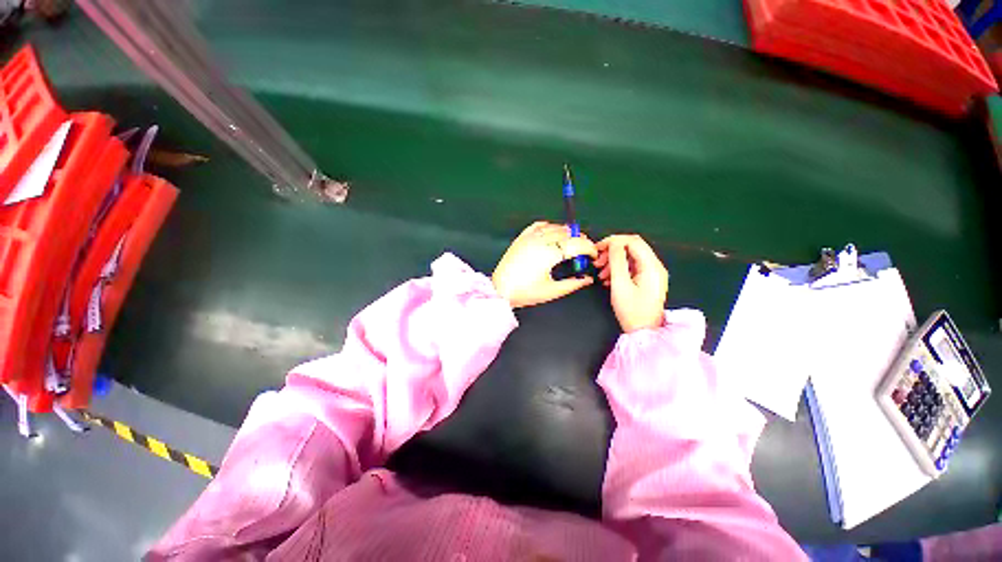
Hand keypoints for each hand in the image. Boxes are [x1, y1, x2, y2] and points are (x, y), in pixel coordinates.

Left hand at [493, 222, 597, 307]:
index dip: (589, 248)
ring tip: (571, 244)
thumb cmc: (525, 292)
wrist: (500, 289)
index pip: (576, 244)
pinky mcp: (522, 237)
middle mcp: (540, 241)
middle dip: (580, 240)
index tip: (593, 255)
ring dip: (567, 233)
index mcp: (549, 254)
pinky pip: (539, 225)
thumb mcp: (552, 291)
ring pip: (555, 227)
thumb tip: (588, 279)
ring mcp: (530, 237)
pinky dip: (550, 227)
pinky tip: (553, 234)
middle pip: (568, 233)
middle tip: (584, 251)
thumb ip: (573, 284)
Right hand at [595, 234, 668, 332]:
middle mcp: (655, 266)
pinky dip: (619, 269)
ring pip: (631, 257)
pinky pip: (632, 267)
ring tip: (601, 273)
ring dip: (614, 261)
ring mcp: (652, 273)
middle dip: (612, 251)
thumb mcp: (620, 284)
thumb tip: (613, 243)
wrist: (643, 332)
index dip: (614, 241)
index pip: (633, 241)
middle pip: (632, 248)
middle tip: (597, 261)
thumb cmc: (632, 311)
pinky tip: (608, 279)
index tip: (598, 248)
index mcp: (651, 266)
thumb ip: (617, 261)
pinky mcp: (648, 280)